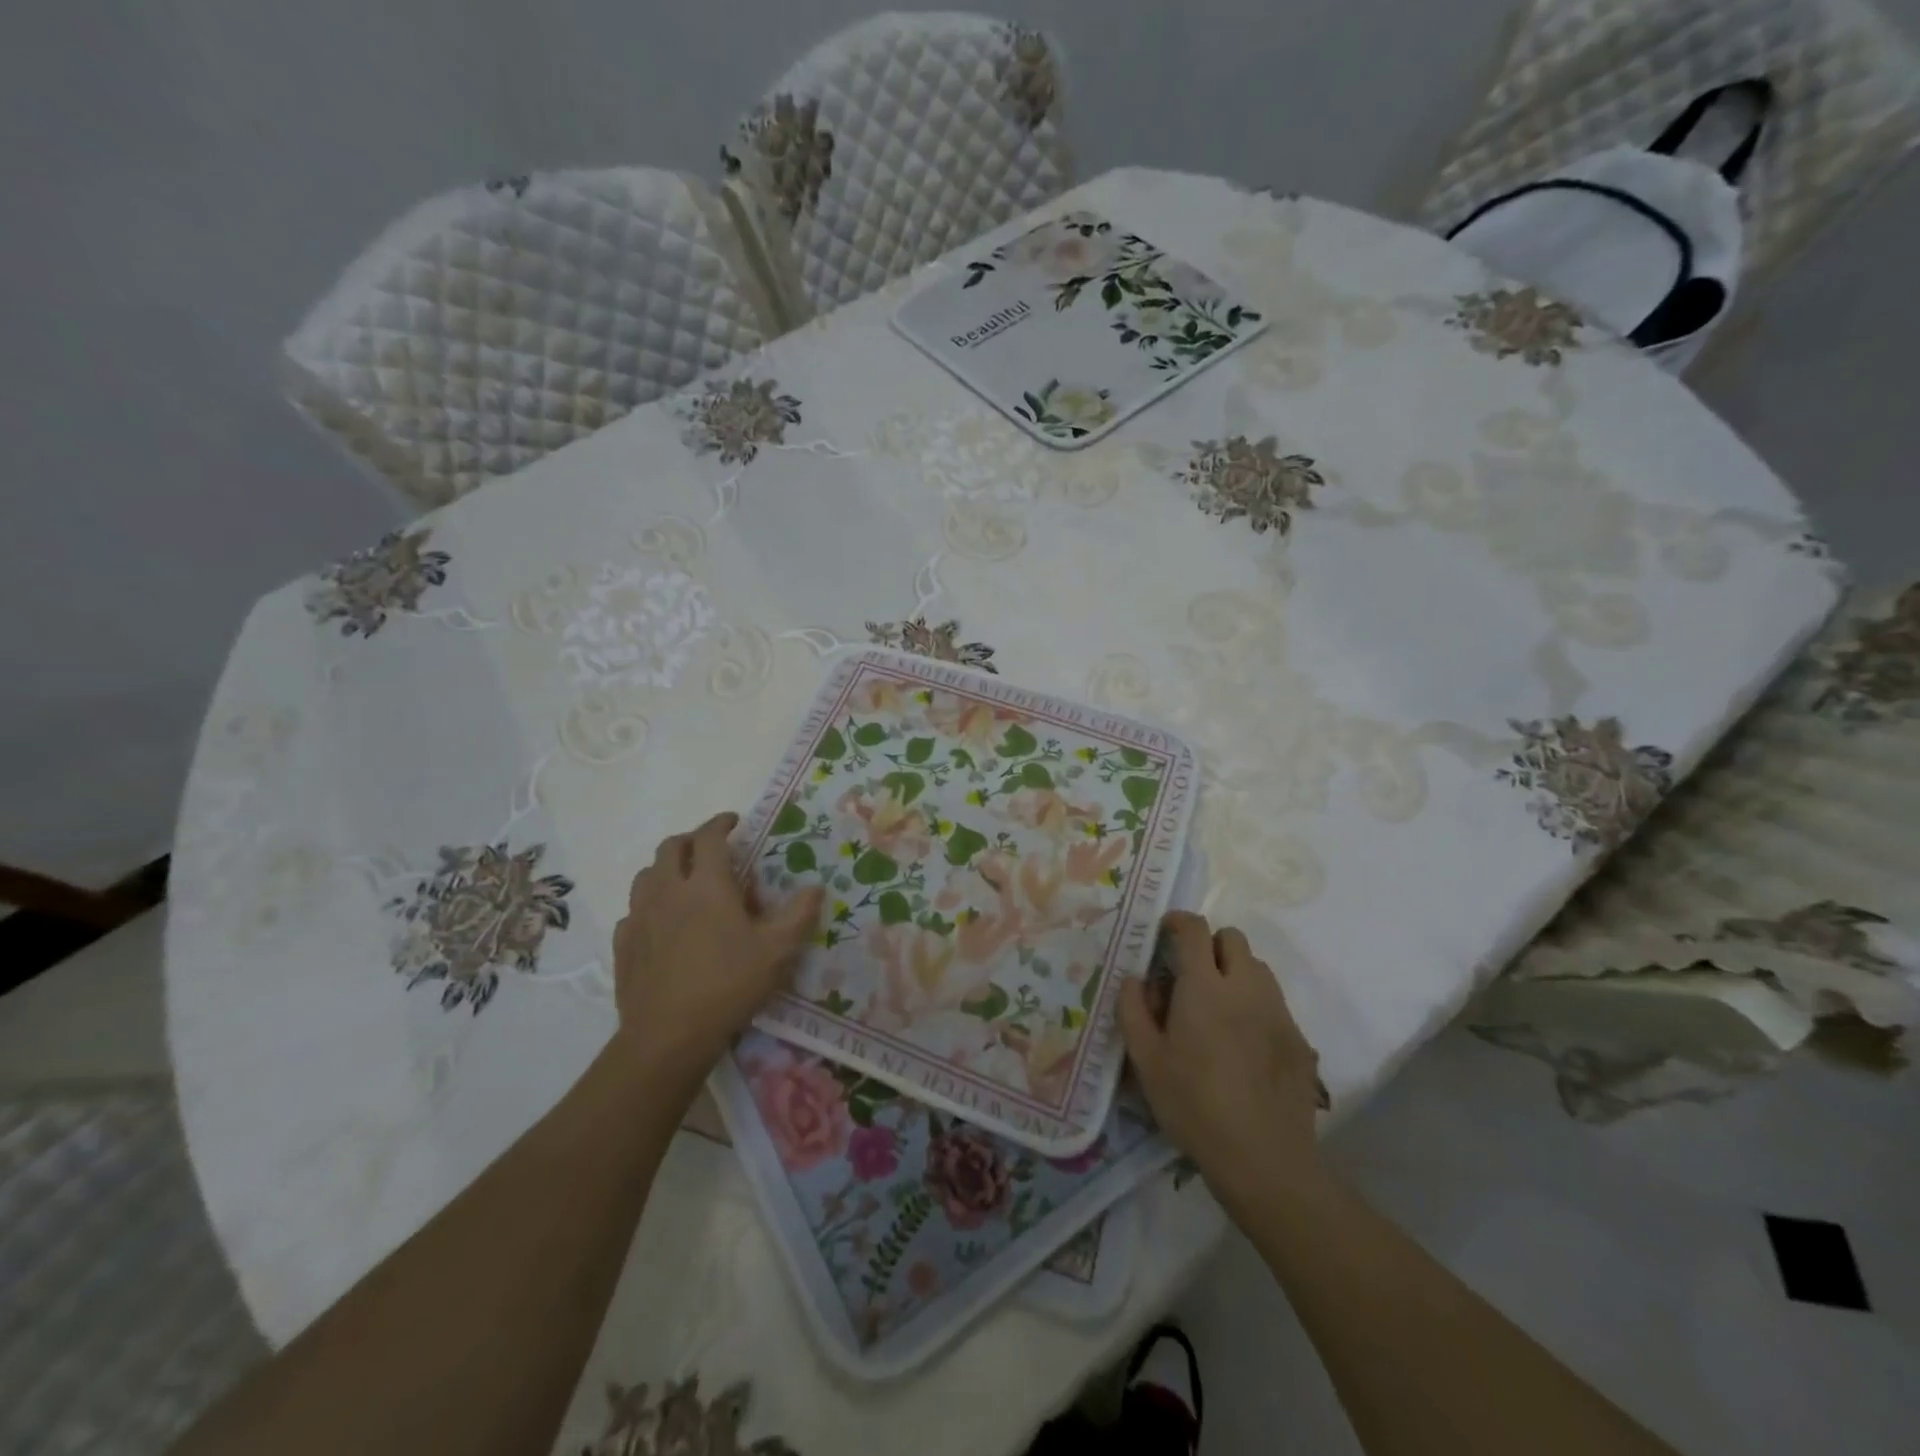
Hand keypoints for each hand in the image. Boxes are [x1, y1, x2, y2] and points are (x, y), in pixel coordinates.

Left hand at [612, 812, 823, 1089]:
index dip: (721, 823)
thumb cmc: (728, 985)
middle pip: (671, 847)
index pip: (710, 837)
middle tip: (711, 849)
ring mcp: (640, 917)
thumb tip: (816, 888)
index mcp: (706, 885)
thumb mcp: (777, 951)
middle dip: (692, 840)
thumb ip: (799, 914)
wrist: (668, 1036)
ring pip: (647, 875)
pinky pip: (634, 910)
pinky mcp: (624, 944)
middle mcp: (668, 891)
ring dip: (667, 869)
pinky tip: (662, 924)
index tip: (734, 821)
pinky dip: (650, 904)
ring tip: (686, 883)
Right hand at [1119, 912, 1325, 1213]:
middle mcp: (1245, 987)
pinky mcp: (1298, 1038)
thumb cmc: (1194, 1105)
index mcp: (1204, 987)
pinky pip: (1274, 1000)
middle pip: (1232, 938)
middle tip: (1190, 976)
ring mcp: (1277, 1011)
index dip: (1177, 922)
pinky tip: (1242, 1041)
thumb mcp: (1146, 1061)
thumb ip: (1133, 1010)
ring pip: (1257, 967)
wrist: (1264, 1159)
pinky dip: (1254, 1003)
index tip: (1164, 934)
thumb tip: (1134, 979)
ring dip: (1234, 971)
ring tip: (1217, 1007)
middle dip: (1209, 945)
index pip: (1195, 929)